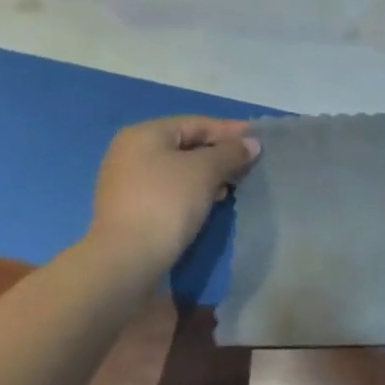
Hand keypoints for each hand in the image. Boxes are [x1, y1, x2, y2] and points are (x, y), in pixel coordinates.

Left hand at [85, 116, 259, 270]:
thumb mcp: (205, 171)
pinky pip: (169, 190)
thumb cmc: (166, 202)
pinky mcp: (131, 210)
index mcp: (144, 134)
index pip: (196, 123)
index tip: (258, 140)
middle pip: (186, 145)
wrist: (127, 261)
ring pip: (178, 170)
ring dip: (208, 174)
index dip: (229, 130)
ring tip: (234, 185)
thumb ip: (231, 152)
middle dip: (219, 154)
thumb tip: (252, 143)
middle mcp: (130, 152)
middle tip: (249, 165)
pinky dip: (193, 191)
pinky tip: (211, 202)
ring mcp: (127, 183)